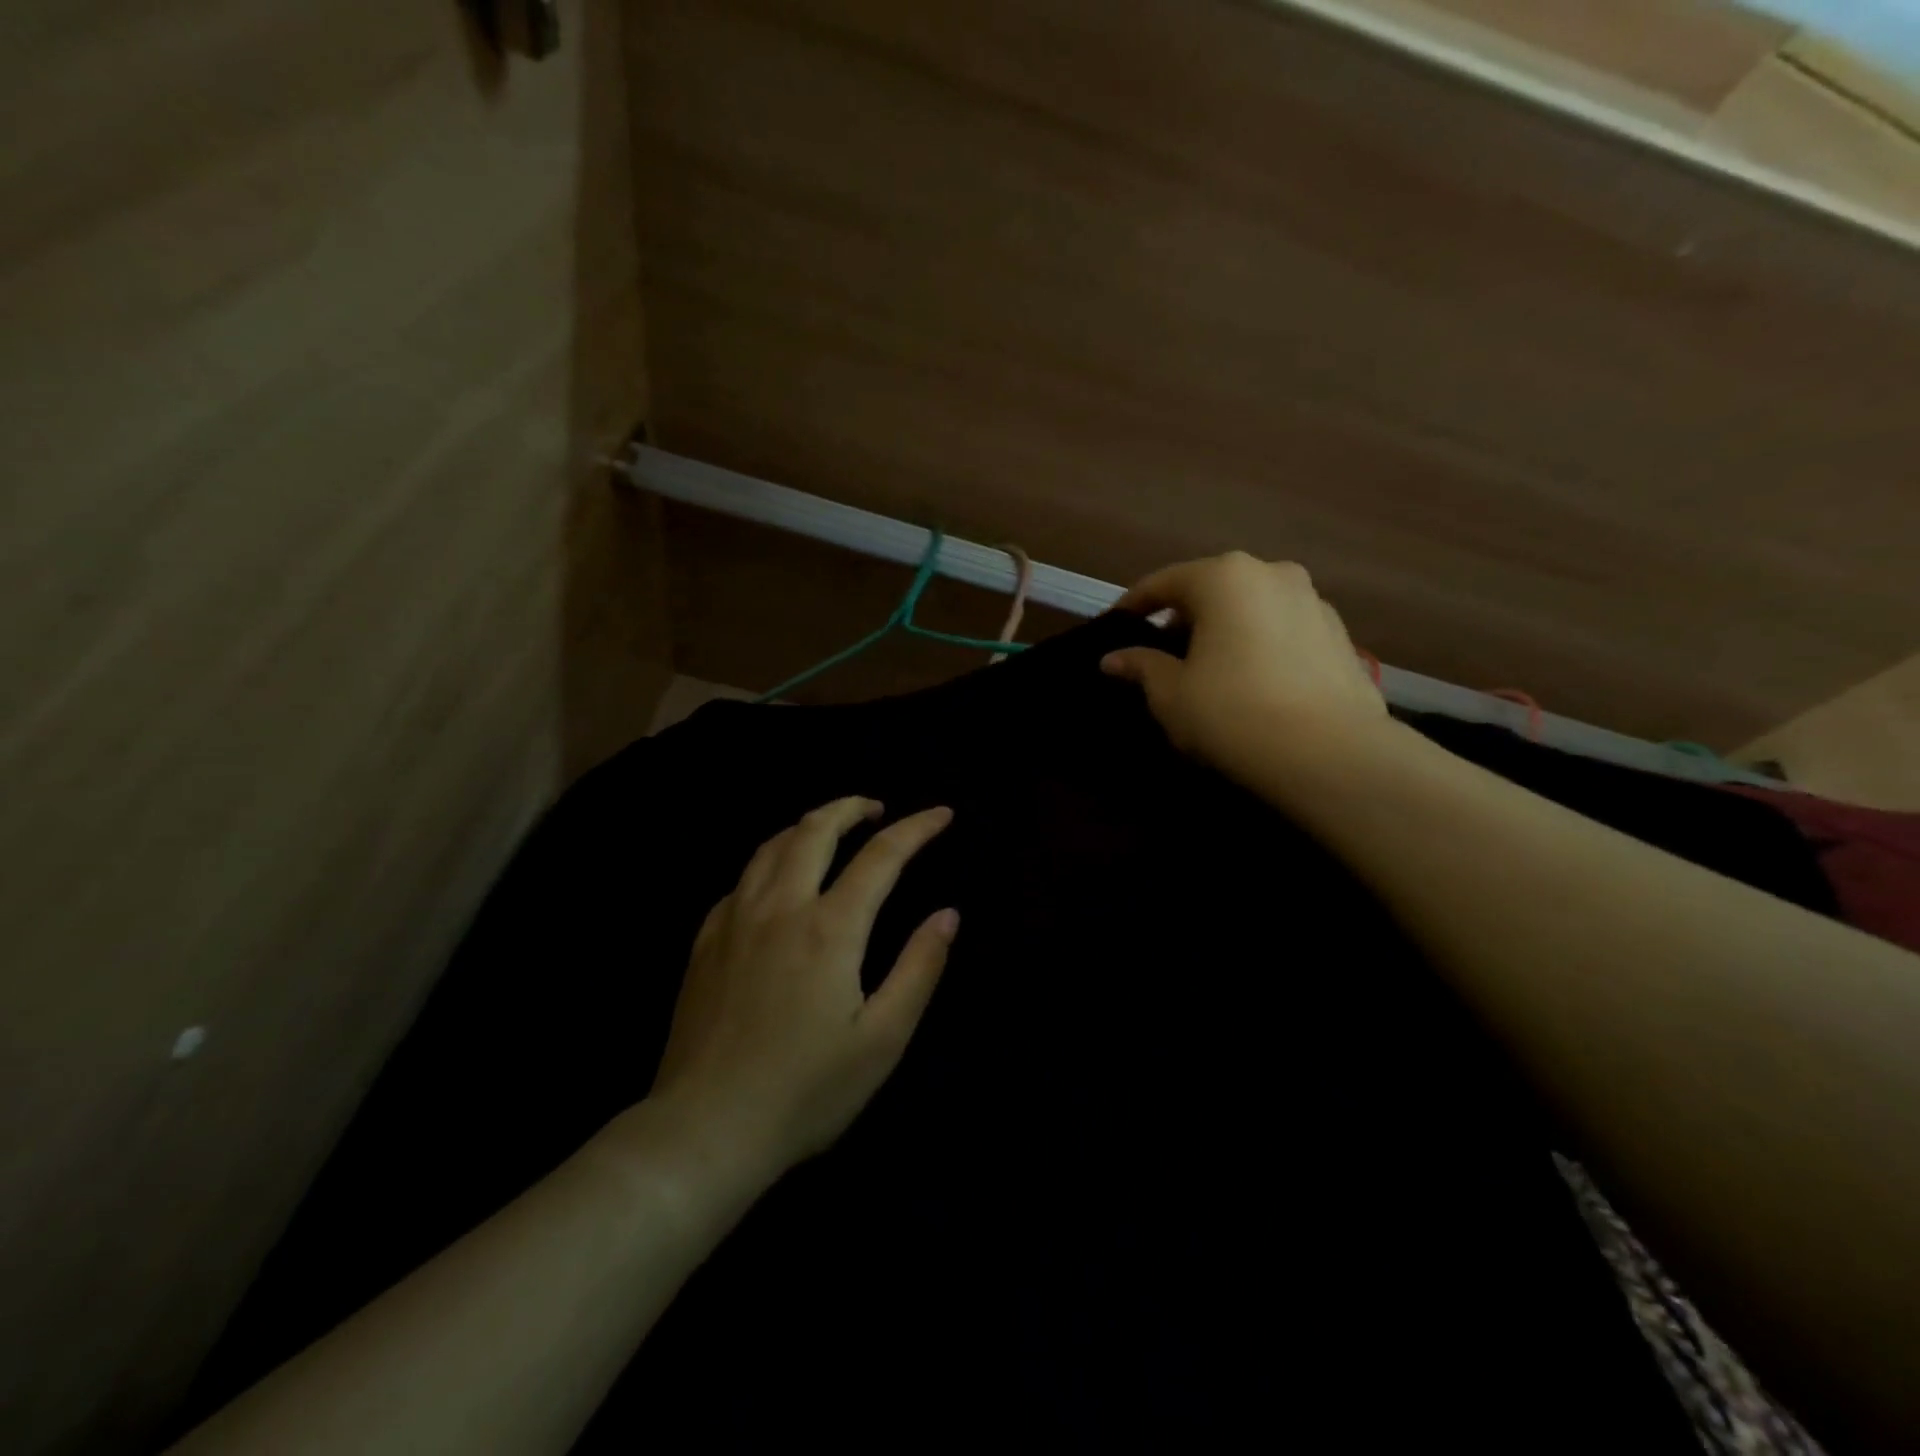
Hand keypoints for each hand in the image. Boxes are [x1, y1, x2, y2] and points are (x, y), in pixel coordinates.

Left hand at [648, 798, 958, 1179]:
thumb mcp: (882, 1040)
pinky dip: (771, 862)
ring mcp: (735, 920)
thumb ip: (919, 969)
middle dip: (852, 807)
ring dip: (808, 825)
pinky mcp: (706, 941)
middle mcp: (780, 907)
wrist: (704, 1130)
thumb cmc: (805, 1091)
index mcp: (829, 928)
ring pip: (772, 845)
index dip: (916, 828)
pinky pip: (742, 879)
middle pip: (815, 829)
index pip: (881, 855)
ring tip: (831, 830)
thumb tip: (947, 915)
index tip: (942, 814)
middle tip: (878, 809)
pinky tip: (778, 881)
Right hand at [1101, 553, 1388, 784]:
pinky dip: (1260, 645)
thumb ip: (1141, 666)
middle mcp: (1272, 573)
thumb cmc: (1231, 712)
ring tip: (1210, 669)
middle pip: (1212, 589)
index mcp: (1223, 577)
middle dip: (1184, 617)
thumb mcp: (1170, 694)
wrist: (1328, 753)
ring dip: (1226, 630)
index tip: (1116, 626)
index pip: (1164, 582)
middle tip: (1163, 653)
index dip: (1134, 605)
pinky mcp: (1340, 635)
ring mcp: (1313, 601)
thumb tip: (1114, 659)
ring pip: (1252, 608)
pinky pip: (1283, 630)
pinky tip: (1252, 681)